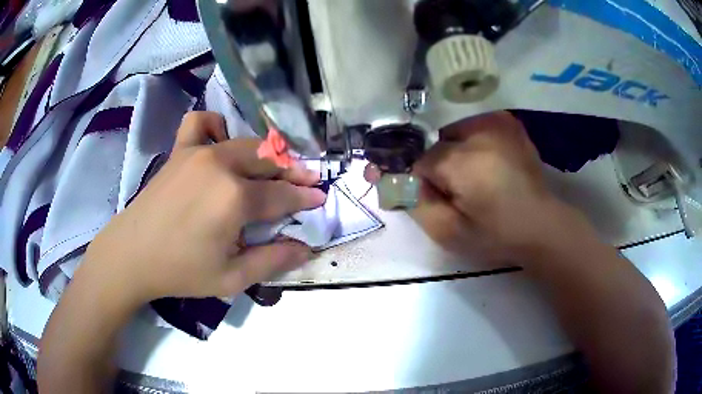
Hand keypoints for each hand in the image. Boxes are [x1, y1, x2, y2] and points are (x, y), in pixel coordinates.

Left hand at [79, 111, 325, 302]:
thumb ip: (273, 261)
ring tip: (274, 167)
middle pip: (269, 161)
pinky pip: (201, 122)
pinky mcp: (180, 150)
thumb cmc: (180, 271)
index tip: (320, 198)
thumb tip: (306, 248)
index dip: (305, 197)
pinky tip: (220, 143)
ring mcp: (198, 152)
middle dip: (294, 170)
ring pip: (246, 142)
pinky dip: (216, 127)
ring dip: (266, 154)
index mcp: (234, 199)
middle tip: (308, 180)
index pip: (282, 194)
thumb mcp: (231, 279)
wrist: (132, 255)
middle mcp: (221, 165)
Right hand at [409, 111, 578, 265]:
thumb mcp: (449, 233)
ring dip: (457, 152)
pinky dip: (475, 141)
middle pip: (438, 144)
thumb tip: (398, 179)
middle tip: (460, 190)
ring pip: (456, 133)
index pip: (420, 161)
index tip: (438, 198)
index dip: (424, 181)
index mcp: (460, 162)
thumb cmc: (496, 235)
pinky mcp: (508, 123)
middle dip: (441, 165)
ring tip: (478, 177)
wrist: (541, 225)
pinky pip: (476, 126)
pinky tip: (489, 162)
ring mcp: (496, 123)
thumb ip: (416, 204)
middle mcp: (477, 132)